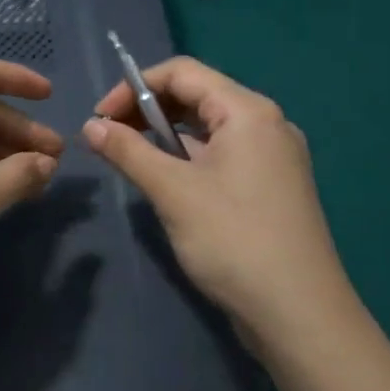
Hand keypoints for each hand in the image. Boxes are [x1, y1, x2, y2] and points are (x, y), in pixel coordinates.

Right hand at [81, 56, 355, 346]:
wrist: (300, 317)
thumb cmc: (234, 241)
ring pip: (207, 127)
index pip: (182, 73)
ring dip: (164, 135)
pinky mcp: (270, 187)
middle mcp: (266, 124)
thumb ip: (128, 151)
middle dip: (147, 110)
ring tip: (130, 158)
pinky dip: (187, 157)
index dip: (134, 86)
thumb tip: (89, 126)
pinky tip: (165, 181)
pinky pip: (221, 154)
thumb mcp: (172, 191)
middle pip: (196, 95)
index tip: (100, 118)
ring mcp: (272, 157)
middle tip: (109, 137)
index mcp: (248, 112)